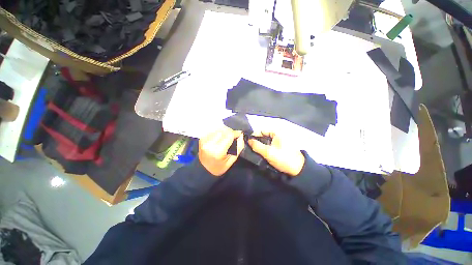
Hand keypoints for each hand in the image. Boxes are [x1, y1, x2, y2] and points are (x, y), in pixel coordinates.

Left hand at [199, 127, 243, 176]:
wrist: (204, 170)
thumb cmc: (219, 167)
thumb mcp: (232, 160)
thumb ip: (238, 147)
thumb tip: (241, 135)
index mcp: (218, 151)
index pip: (229, 135)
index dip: (236, 133)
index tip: (240, 134)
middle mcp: (209, 144)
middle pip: (223, 130)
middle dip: (230, 131)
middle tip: (233, 136)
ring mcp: (204, 140)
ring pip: (218, 128)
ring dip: (224, 131)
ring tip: (226, 137)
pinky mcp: (201, 138)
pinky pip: (212, 130)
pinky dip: (218, 131)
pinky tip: (219, 137)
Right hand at [247, 132, 304, 176]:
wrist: (298, 170)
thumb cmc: (283, 158)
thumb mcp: (268, 152)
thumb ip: (256, 145)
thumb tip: (248, 140)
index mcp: (277, 132)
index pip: (262, 130)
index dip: (254, 135)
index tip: (247, 140)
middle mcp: (279, 133)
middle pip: (264, 135)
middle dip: (257, 140)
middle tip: (249, 146)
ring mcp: (281, 140)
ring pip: (267, 140)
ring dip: (260, 144)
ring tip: (253, 149)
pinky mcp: (281, 146)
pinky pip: (270, 144)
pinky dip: (265, 147)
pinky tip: (261, 151)